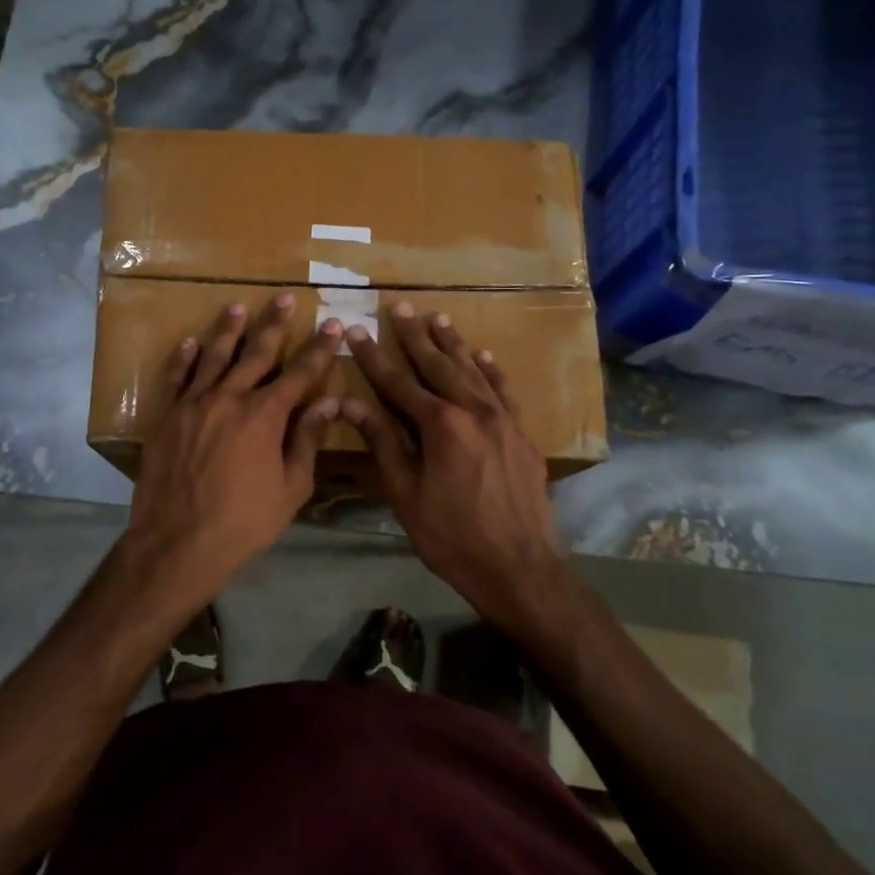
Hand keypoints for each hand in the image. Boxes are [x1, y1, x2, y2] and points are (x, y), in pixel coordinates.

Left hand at [126, 296, 342, 600]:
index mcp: (264, 416)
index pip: (299, 373)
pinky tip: (190, 343)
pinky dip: (184, 358)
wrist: (177, 542)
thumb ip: (307, 441)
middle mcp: (229, 398)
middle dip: (274, 325)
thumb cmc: (243, 522)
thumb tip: (329, 403)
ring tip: (238, 307)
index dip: (318, 349)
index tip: (331, 325)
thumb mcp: (290, 488)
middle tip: (284, 298)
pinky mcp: (166, 416)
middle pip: (256, 353)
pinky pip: (177, 378)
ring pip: (214, 357)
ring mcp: (193, 404)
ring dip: (228, 330)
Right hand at [342, 303, 565, 626]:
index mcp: (440, 425)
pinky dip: (491, 371)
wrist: (518, 567)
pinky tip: (484, 356)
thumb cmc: (451, 535)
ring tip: (438, 318)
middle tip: (401, 307)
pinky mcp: (522, 434)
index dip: (374, 357)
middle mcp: (474, 411)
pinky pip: (504, 391)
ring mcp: (504, 420)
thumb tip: (352, 405)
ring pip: (473, 371)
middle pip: (439, 365)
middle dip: (416, 336)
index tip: (356, 331)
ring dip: (453, 344)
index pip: (398, 382)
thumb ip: (382, 443)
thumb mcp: (405, 494)